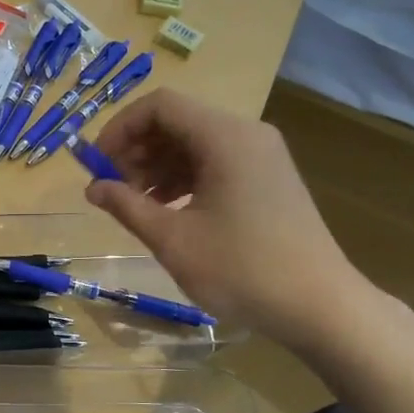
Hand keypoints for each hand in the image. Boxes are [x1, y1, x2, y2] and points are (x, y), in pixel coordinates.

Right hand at [85, 90, 374, 350]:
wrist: (321, 306)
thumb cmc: (242, 270)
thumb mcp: (173, 240)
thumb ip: (127, 206)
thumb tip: (93, 187)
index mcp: (224, 137)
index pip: (159, 106)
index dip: (120, 129)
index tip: (96, 165)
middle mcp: (245, 134)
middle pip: (177, 122)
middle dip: (136, 150)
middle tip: (112, 189)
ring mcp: (261, 156)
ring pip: (194, 143)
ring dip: (157, 167)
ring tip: (133, 204)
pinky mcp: (267, 178)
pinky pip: (215, 162)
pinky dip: (184, 179)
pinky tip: (166, 211)